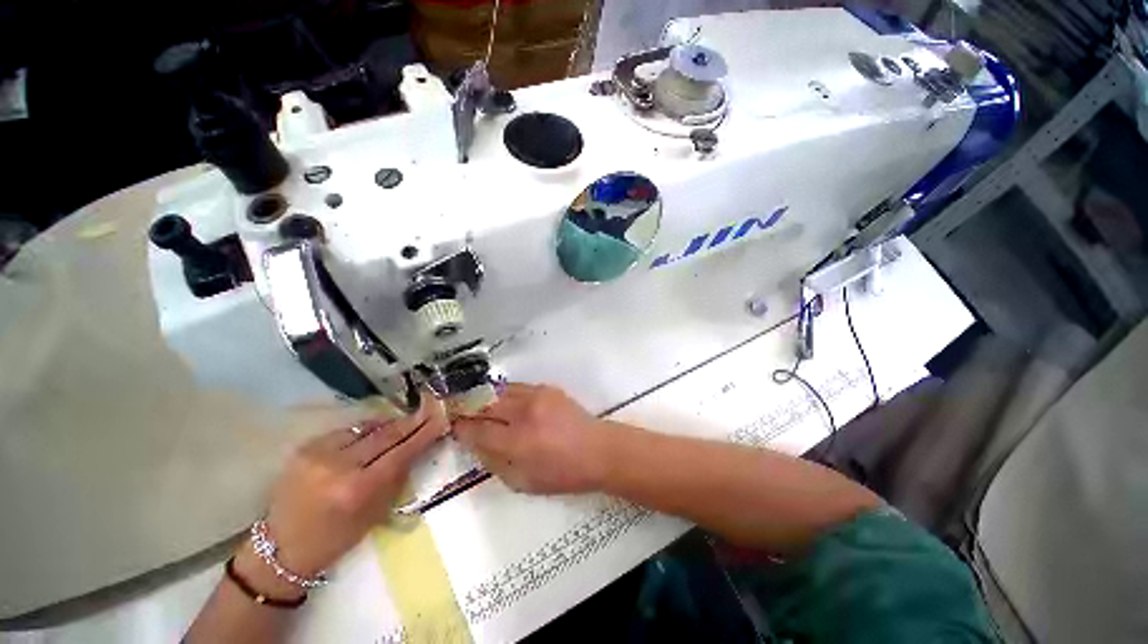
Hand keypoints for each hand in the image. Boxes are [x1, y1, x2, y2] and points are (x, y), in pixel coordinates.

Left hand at [242, 389, 445, 588]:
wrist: (282, 547)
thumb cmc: (336, 539)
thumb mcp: (375, 514)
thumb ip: (397, 477)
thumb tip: (417, 447)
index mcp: (358, 489)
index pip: (401, 452)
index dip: (424, 433)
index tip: (441, 418)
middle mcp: (338, 466)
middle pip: (386, 435)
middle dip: (411, 422)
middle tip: (431, 409)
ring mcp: (319, 453)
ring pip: (367, 428)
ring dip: (390, 424)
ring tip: (406, 420)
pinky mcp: (306, 447)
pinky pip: (347, 431)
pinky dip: (366, 430)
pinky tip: (375, 431)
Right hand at [452, 383, 611, 494]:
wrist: (597, 450)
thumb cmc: (562, 474)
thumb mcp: (523, 482)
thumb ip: (494, 462)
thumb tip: (475, 444)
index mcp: (517, 442)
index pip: (477, 430)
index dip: (461, 427)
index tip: (453, 426)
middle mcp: (524, 414)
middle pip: (484, 404)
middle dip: (467, 407)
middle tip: (457, 410)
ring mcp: (536, 396)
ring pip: (499, 391)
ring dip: (484, 397)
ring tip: (476, 402)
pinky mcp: (547, 388)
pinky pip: (517, 387)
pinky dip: (505, 393)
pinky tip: (503, 400)